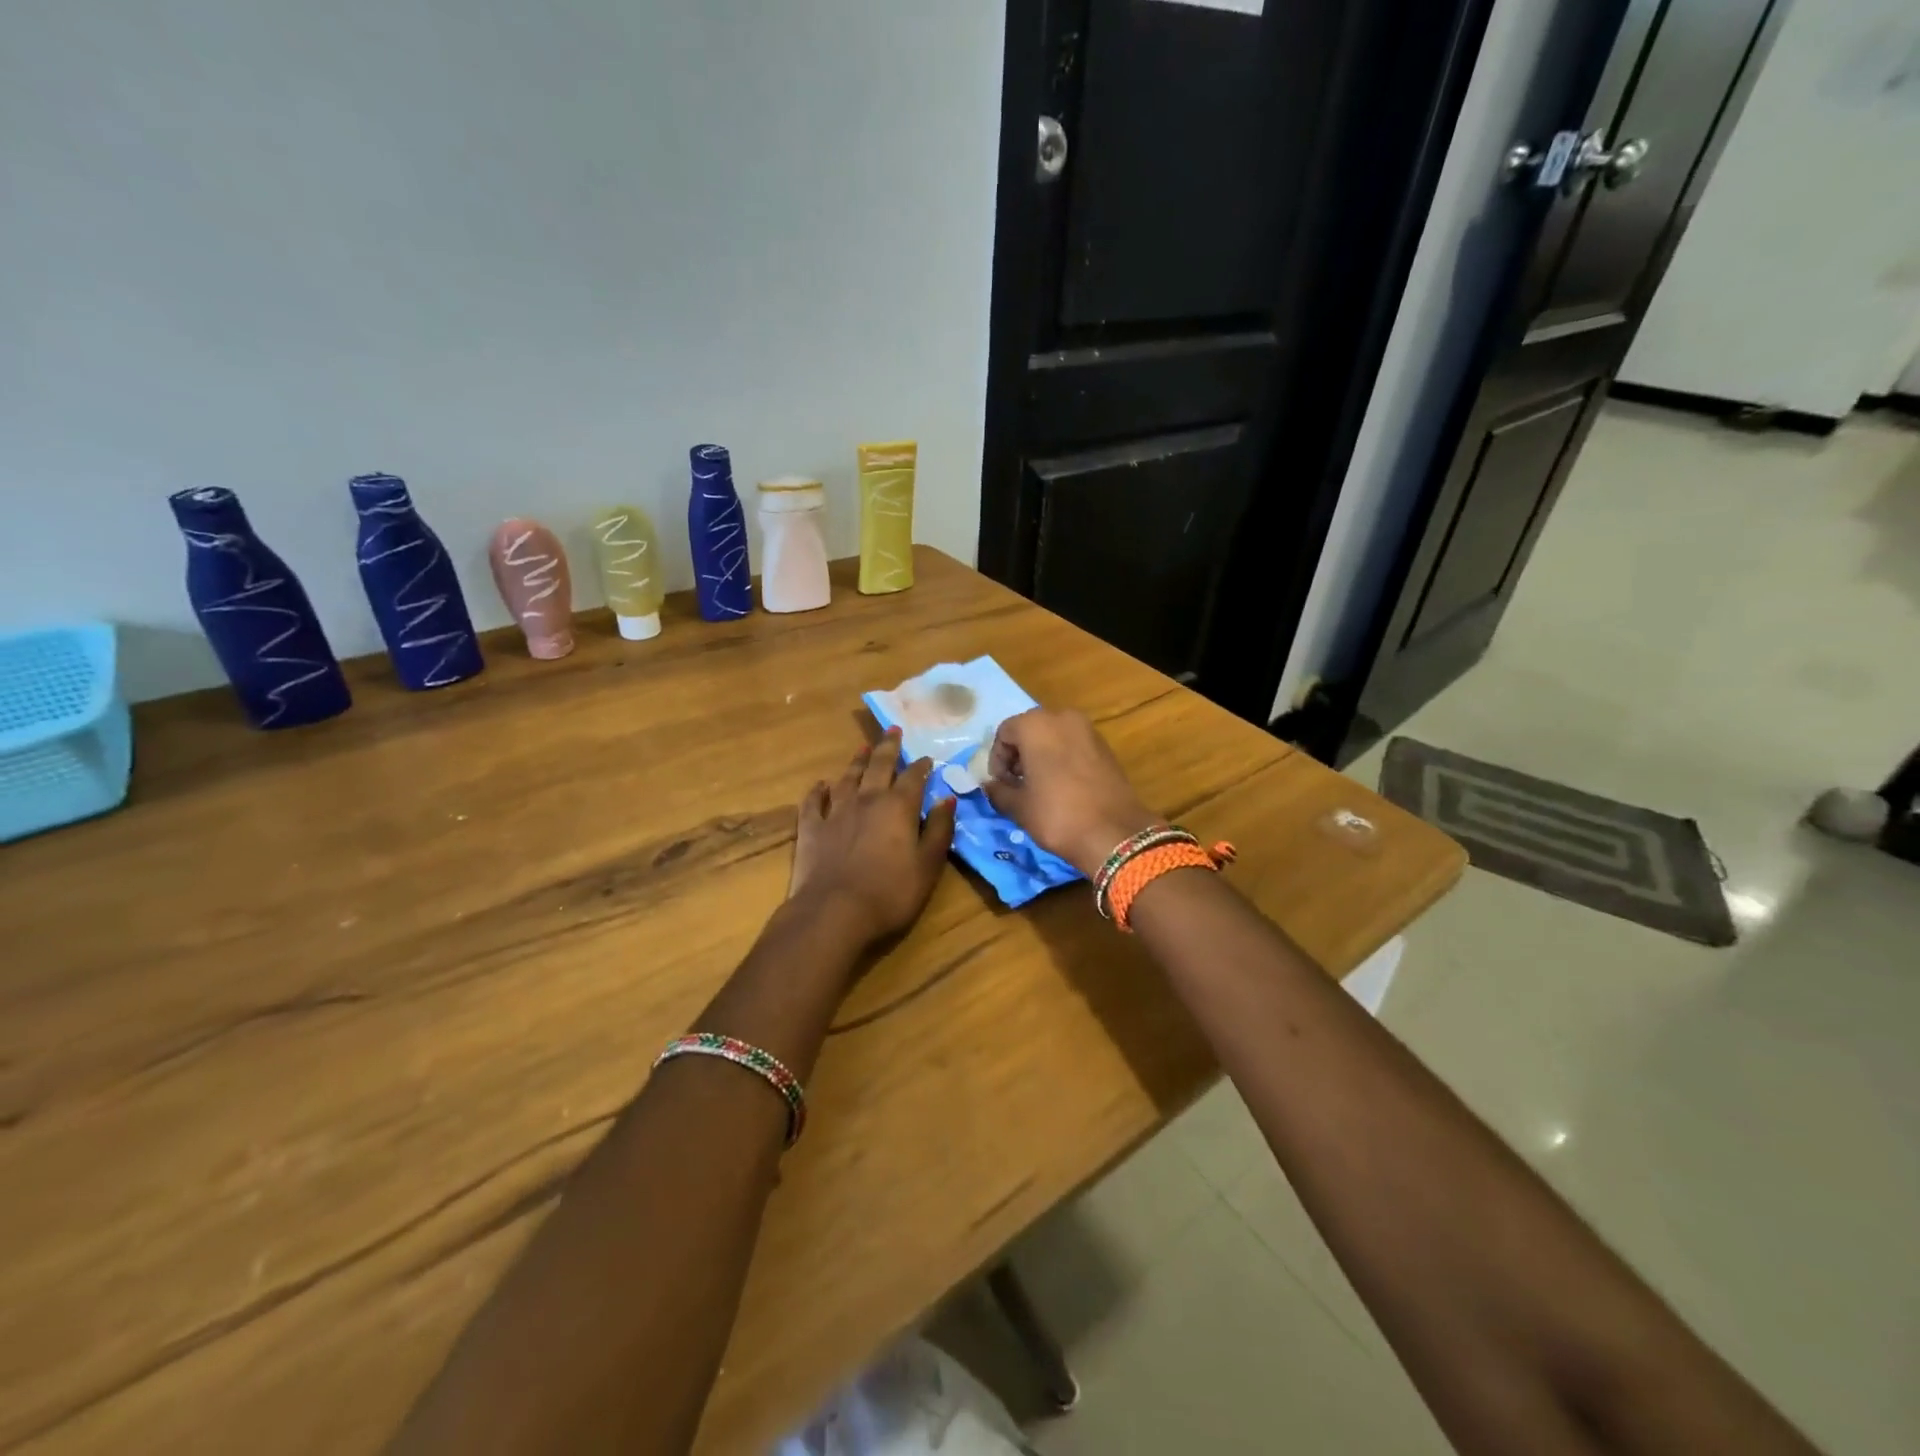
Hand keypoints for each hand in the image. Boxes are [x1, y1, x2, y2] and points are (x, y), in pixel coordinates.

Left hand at [788, 727, 957, 947]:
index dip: (921, 767)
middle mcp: (867, 800)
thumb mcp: (928, 865)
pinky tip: (820, 784)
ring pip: (847, 778)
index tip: (927, 758)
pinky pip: (813, 802)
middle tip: (893, 729)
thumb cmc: (890, 892)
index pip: (913, 778)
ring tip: (862, 747)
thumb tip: (947, 799)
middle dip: (888, 747)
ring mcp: (835, 812)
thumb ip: (939, 830)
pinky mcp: (811, 829)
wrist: (834, 912)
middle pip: (879, 766)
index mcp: (898, 807)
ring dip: (856, 762)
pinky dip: (817, 791)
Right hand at [983, 709, 1157, 876]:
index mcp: (1036, 724)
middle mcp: (1063, 717)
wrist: (1115, 833)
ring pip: (1053, 736)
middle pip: (1029, 730)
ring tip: (1040, 787)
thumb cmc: (1057, 815)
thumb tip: (990, 785)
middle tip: (1017, 785)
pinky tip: (1063, 787)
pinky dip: (1062, 759)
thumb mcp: (1019, 807)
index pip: (1004, 733)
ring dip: (1041, 756)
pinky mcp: (1105, 746)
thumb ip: (998, 790)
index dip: (997, 760)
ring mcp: (1088, 730)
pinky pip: (1073, 745)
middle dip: (1019, 755)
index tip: (1001, 785)